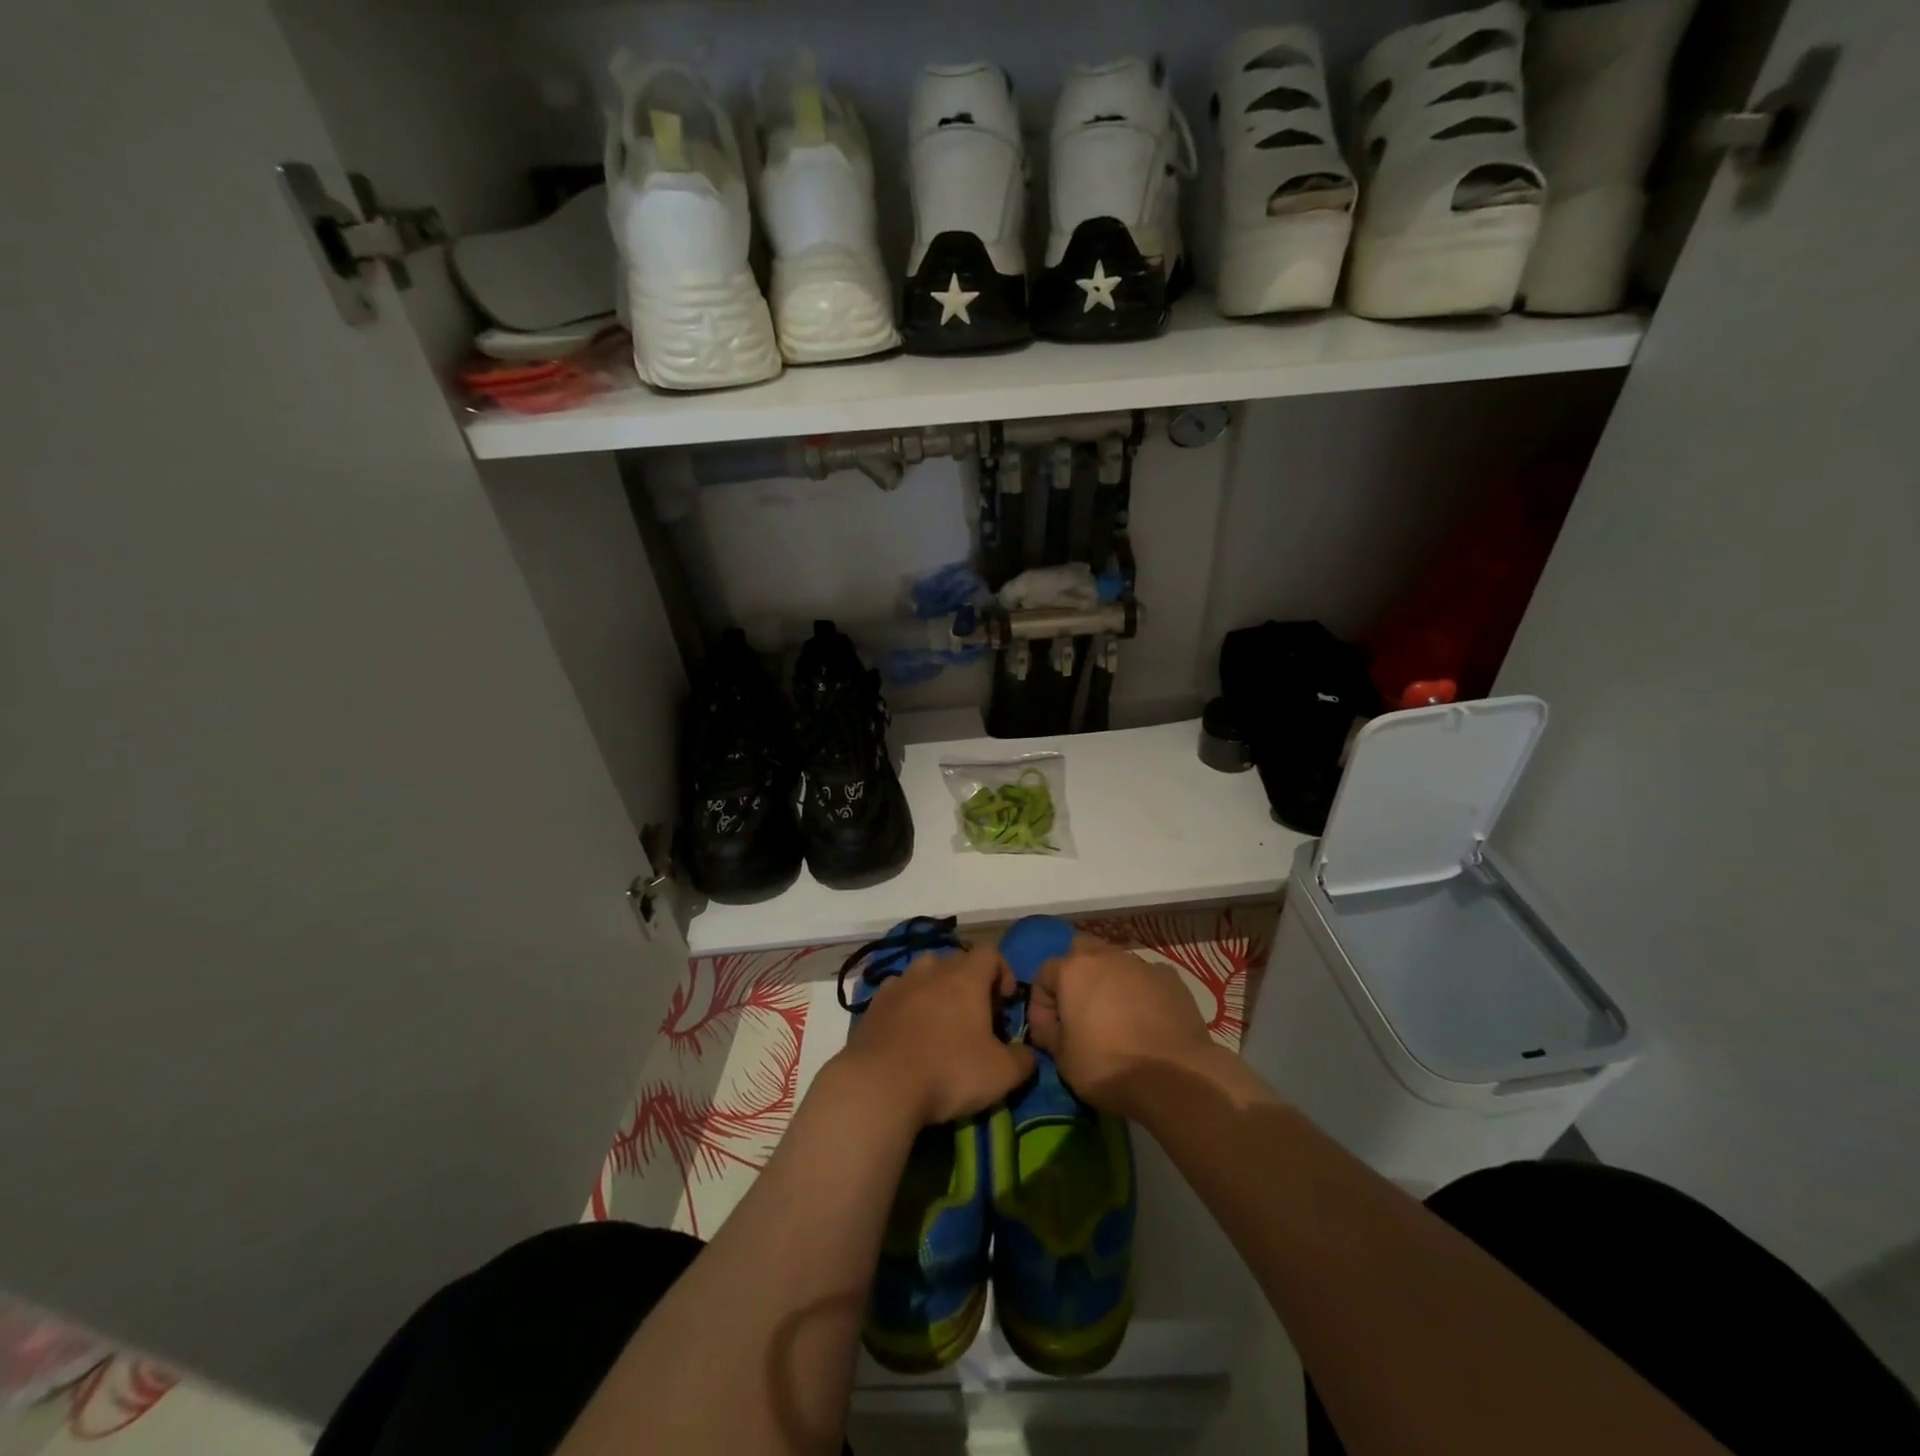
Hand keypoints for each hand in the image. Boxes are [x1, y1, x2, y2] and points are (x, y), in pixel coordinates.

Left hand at [838, 942, 1035, 1126]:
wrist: (880, 1085)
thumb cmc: (948, 1071)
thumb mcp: (1001, 1074)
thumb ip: (1023, 1060)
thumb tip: (1028, 1055)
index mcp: (966, 977)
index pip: (990, 953)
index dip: (1003, 972)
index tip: (1006, 1002)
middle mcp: (931, 970)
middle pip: (956, 961)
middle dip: (970, 983)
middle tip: (976, 1016)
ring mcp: (898, 984)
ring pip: (923, 974)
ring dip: (936, 990)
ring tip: (940, 1023)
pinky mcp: (873, 1005)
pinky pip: (898, 994)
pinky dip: (907, 1006)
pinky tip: (909, 1035)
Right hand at [1028, 934, 1218, 1118]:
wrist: (1175, 1078)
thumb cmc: (1108, 1066)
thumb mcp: (1063, 1060)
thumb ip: (1050, 1034)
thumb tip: (1049, 1029)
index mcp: (1074, 969)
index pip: (1044, 974)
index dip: (1040, 1004)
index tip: (1046, 1033)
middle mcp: (1107, 956)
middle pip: (1081, 952)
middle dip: (1075, 976)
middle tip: (1078, 1010)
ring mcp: (1143, 964)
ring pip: (1116, 963)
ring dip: (1109, 983)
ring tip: (1114, 1017)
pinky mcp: (1172, 979)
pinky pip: (1146, 979)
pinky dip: (1140, 993)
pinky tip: (1145, 1021)